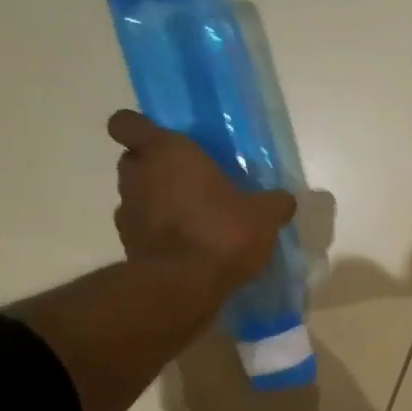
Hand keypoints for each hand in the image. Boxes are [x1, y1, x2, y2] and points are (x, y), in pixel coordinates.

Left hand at [108, 110, 294, 289]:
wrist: (183, 287)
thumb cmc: (221, 233)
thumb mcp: (264, 216)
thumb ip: (274, 203)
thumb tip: (284, 200)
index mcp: (166, 152)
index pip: (126, 123)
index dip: (137, 127)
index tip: (160, 140)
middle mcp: (138, 176)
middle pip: (132, 160)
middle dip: (153, 167)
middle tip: (187, 181)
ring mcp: (127, 213)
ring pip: (135, 195)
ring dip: (154, 202)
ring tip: (190, 219)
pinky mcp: (127, 246)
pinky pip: (141, 229)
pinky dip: (156, 233)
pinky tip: (184, 247)